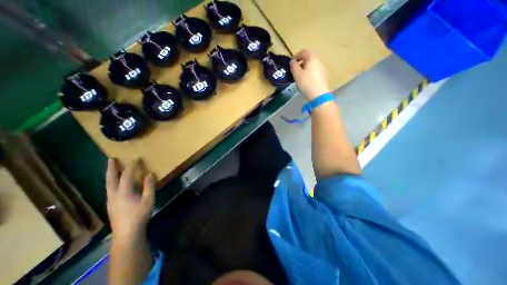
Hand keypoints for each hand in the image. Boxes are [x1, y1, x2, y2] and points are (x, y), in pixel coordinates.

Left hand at [106, 158, 153, 240]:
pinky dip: (112, 182)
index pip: (126, 176)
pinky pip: (110, 190)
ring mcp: (110, 201)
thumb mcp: (149, 200)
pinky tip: (115, 184)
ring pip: (108, 185)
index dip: (131, 166)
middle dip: (111, 168)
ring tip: (112, 169)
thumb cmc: (139, 215)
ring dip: (110, 175)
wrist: (127, 233)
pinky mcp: (111, 205)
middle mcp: (113, 195)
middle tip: (111, 159)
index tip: (136, 159)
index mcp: (123, 192)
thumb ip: (149, 186)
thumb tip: (149, 175)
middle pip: (110, 179)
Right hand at [289, 49, 333, 99]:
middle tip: (295, 69)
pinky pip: (314, 70)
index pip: (304, 52)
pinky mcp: (323, 76)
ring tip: (299, 76)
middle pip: (309, 57)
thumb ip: (293, 66)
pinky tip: (306, 80)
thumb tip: (293, 61)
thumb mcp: (297, 74)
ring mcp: (322, 68)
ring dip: (305, 67)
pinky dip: (309, 72)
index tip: (291, 63)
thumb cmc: (306, 83)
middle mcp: (318, 61)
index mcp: (312, 58)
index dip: (296, 56)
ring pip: (312, 64)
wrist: (319, 95)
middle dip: (301, 62)